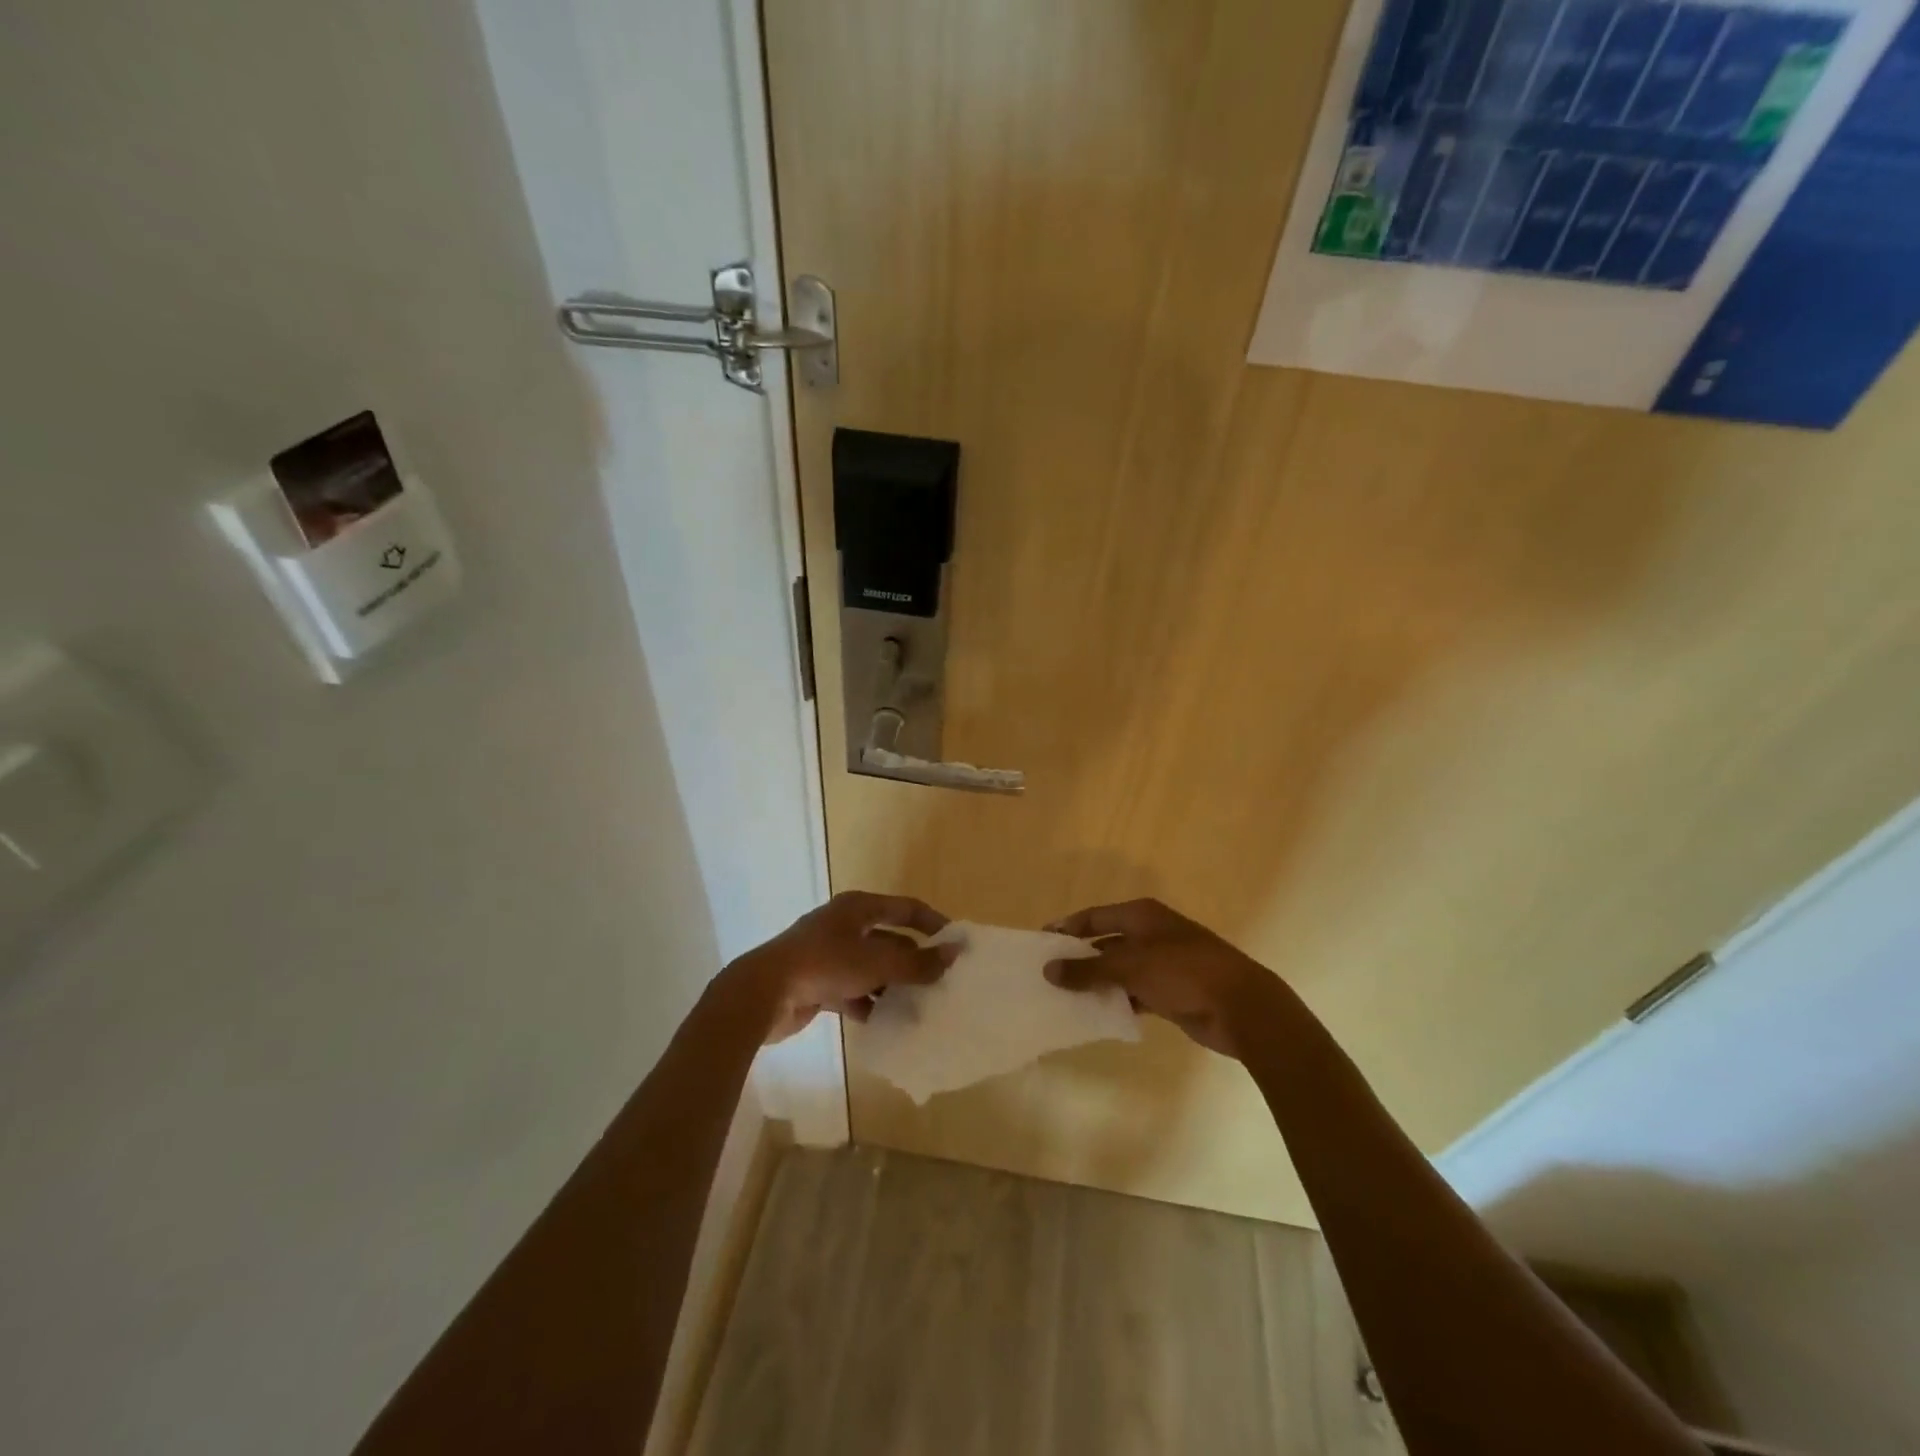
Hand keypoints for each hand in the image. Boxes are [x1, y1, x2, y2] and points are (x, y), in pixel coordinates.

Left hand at [735, 891, 955, 1043]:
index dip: (932, 922)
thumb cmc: (825, 964)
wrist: (763, 993)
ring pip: (872, 968)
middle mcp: (844, 926)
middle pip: (889, 940)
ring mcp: (829, 955)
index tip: (955, 943)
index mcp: (858, 908)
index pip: (905, 908)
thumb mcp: (876, 963)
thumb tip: (954, 954)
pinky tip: (888, 1022)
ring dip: (893, 985)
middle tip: (941, 982)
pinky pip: (853, 991)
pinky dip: (870, 1003)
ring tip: (921, 1006)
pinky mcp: (818, 983)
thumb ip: (917, 963)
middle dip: (914, 961)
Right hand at [1043, 898, 1280, 1057]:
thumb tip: (1048, 970)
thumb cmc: (1183, 972)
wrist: (1240, 1006)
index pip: (1094, 917)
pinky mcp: (1171, 992)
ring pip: (1120, 970)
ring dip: (1097, 983)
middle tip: (1048, 974)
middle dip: (1079, 958)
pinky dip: (1117, 1001)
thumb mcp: (1130, 967)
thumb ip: (1087, 970)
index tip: (1041, 942)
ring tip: (1064, 997)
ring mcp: (1163, 963)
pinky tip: (1097, 1015)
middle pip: (1105, 942)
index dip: (1067, 928)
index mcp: (1142, 915)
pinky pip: (1134, 993)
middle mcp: (1150, 934)